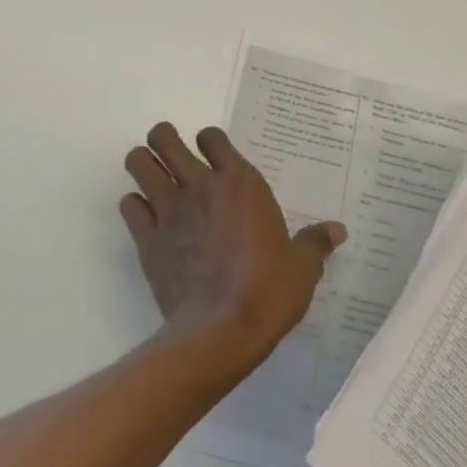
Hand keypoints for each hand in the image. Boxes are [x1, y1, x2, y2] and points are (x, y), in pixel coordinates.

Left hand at [121, 123, 344, 363]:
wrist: (222, 329)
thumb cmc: (269, 290)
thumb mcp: (302, 266)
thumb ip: (315, 242)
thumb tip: (338, 231)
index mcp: (240, 183)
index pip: (213, 137)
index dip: (210, 141)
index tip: (214, 155)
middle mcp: (200, 186)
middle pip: (164, 138)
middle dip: (163, 140)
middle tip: (173, 157)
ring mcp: (169, 210)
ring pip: (138, 162)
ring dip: (142, 164)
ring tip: (154, 178)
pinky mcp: (147, 238)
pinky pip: (129, 205)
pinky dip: (135, 206)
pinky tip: (148, 219)